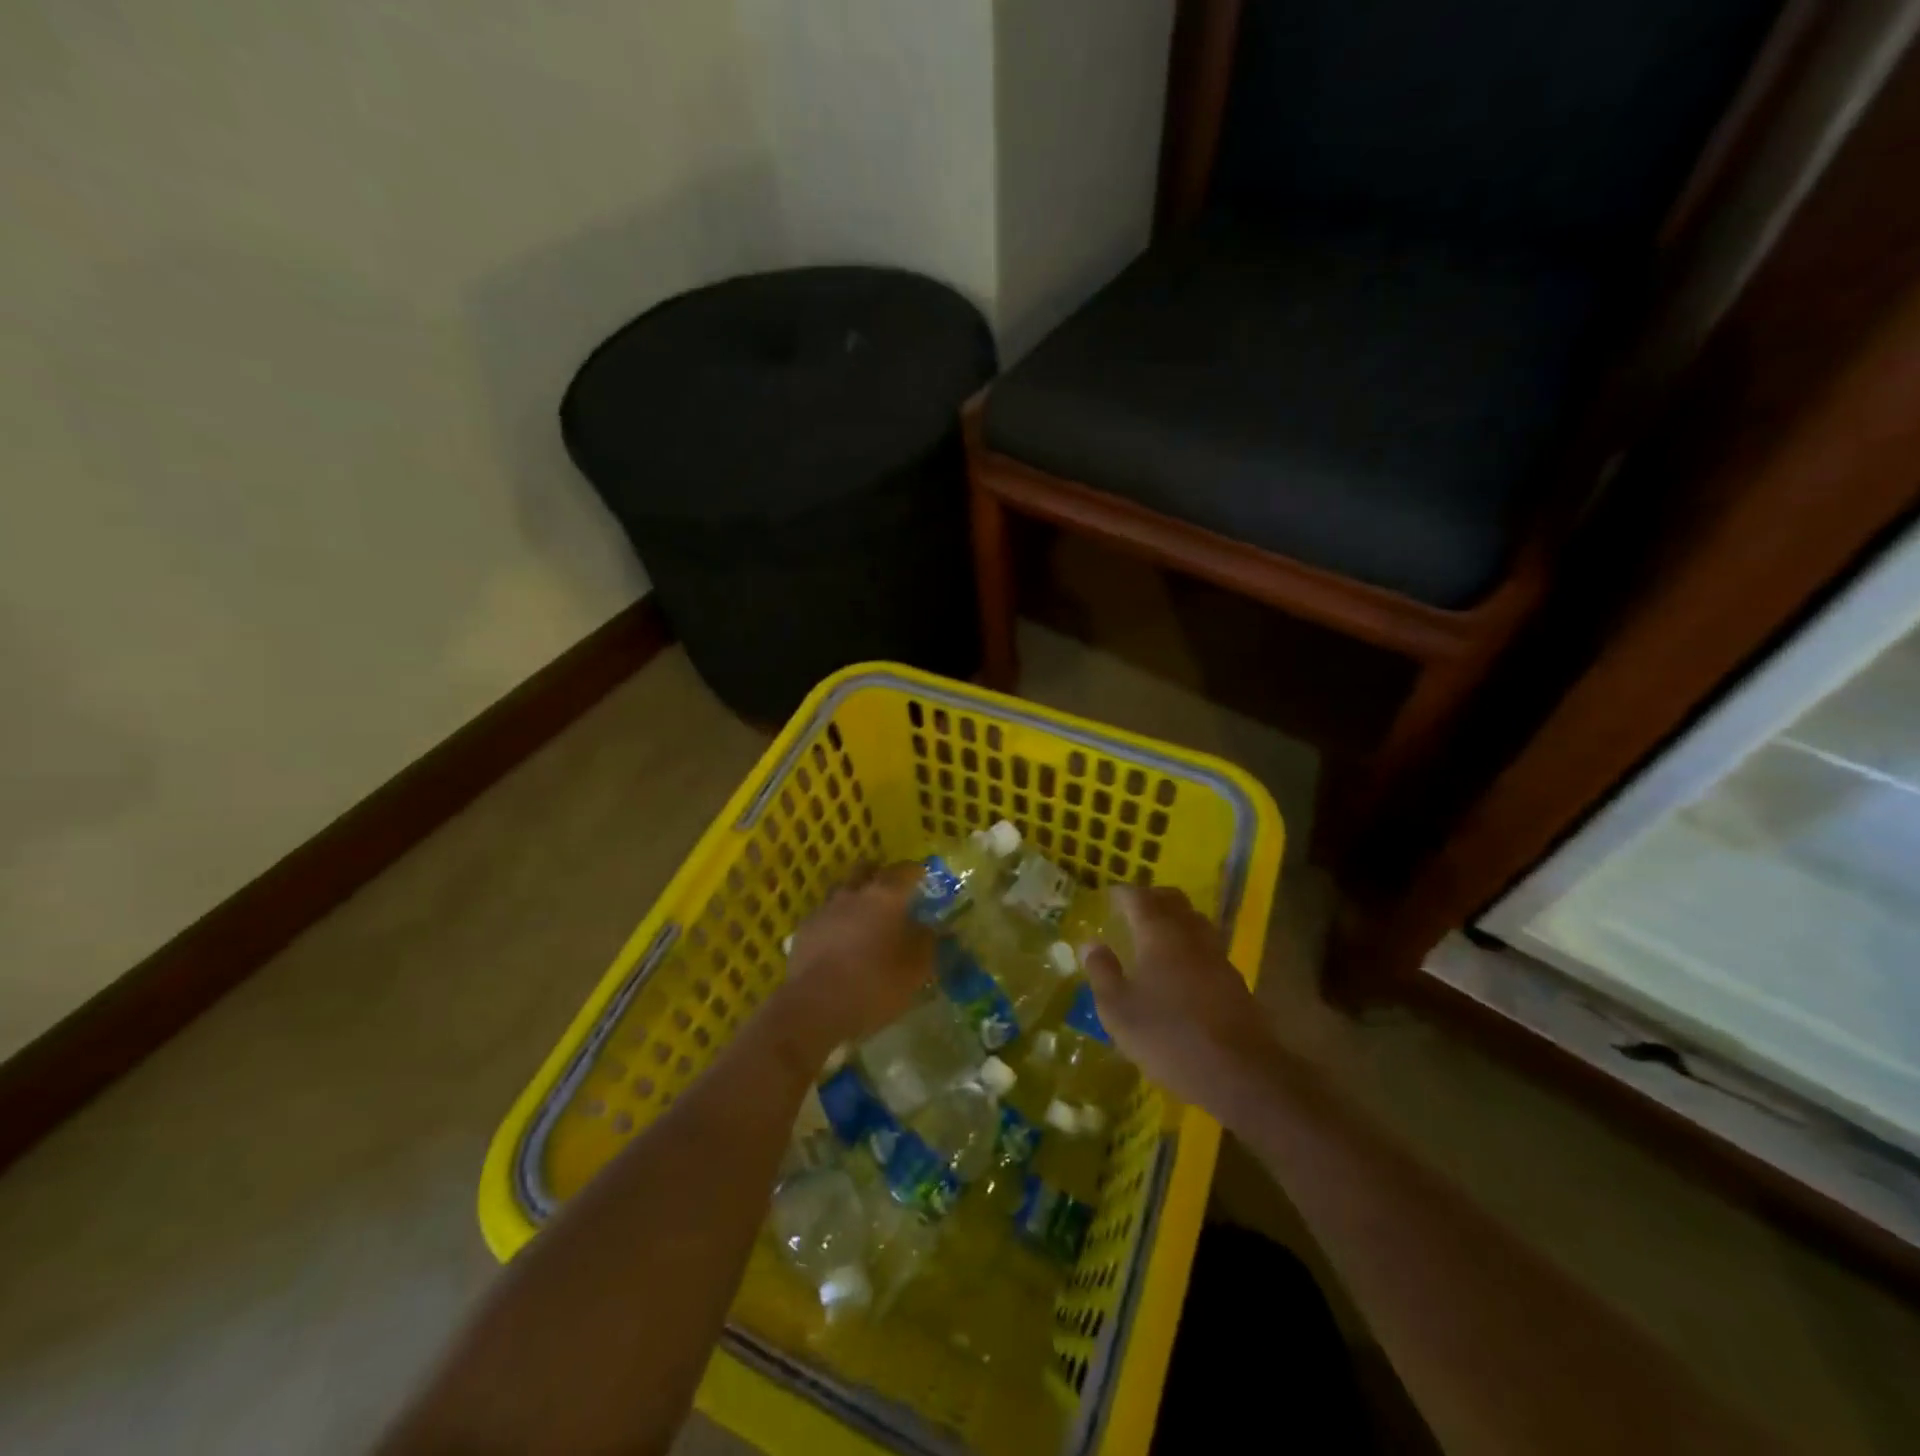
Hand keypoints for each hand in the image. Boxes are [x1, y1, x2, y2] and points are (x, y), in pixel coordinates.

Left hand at [767, 862, 934, 1074]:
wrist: (815, 1006)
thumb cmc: (875, 983)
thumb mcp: (917, 968)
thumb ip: (929, 942)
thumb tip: (934, 928)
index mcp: (886, 896)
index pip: (905, 870)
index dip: (916, 872)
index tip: (923, 879)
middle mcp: (854, 893)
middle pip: (866, 870)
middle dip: (878, 874)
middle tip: (890, 889)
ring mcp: (825, 909)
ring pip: (842, 890)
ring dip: (854, 896)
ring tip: (863, 916)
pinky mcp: (803, 930)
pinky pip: (824, 916)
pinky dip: (835, 921)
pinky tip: (839, 940)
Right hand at [1082, 884, 1278, 1110]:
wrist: (1239, 1072)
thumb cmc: (1168, 1036)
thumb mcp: (1118, 1010)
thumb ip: (1102, 971)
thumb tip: (1089, 943)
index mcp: (1159, 933)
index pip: (1138, 897)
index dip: (1121, 894)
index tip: (1108, 897)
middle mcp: (1190, 934)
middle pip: (1172, 899)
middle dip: (1151, 898)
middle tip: (1131, 910)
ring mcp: (1217, 955)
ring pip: (1194, 920)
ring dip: (1174, 918)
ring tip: (1155, 935)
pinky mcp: (1234, 979)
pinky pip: (1207, 945)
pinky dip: (1189, 943)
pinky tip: (1180, 967)